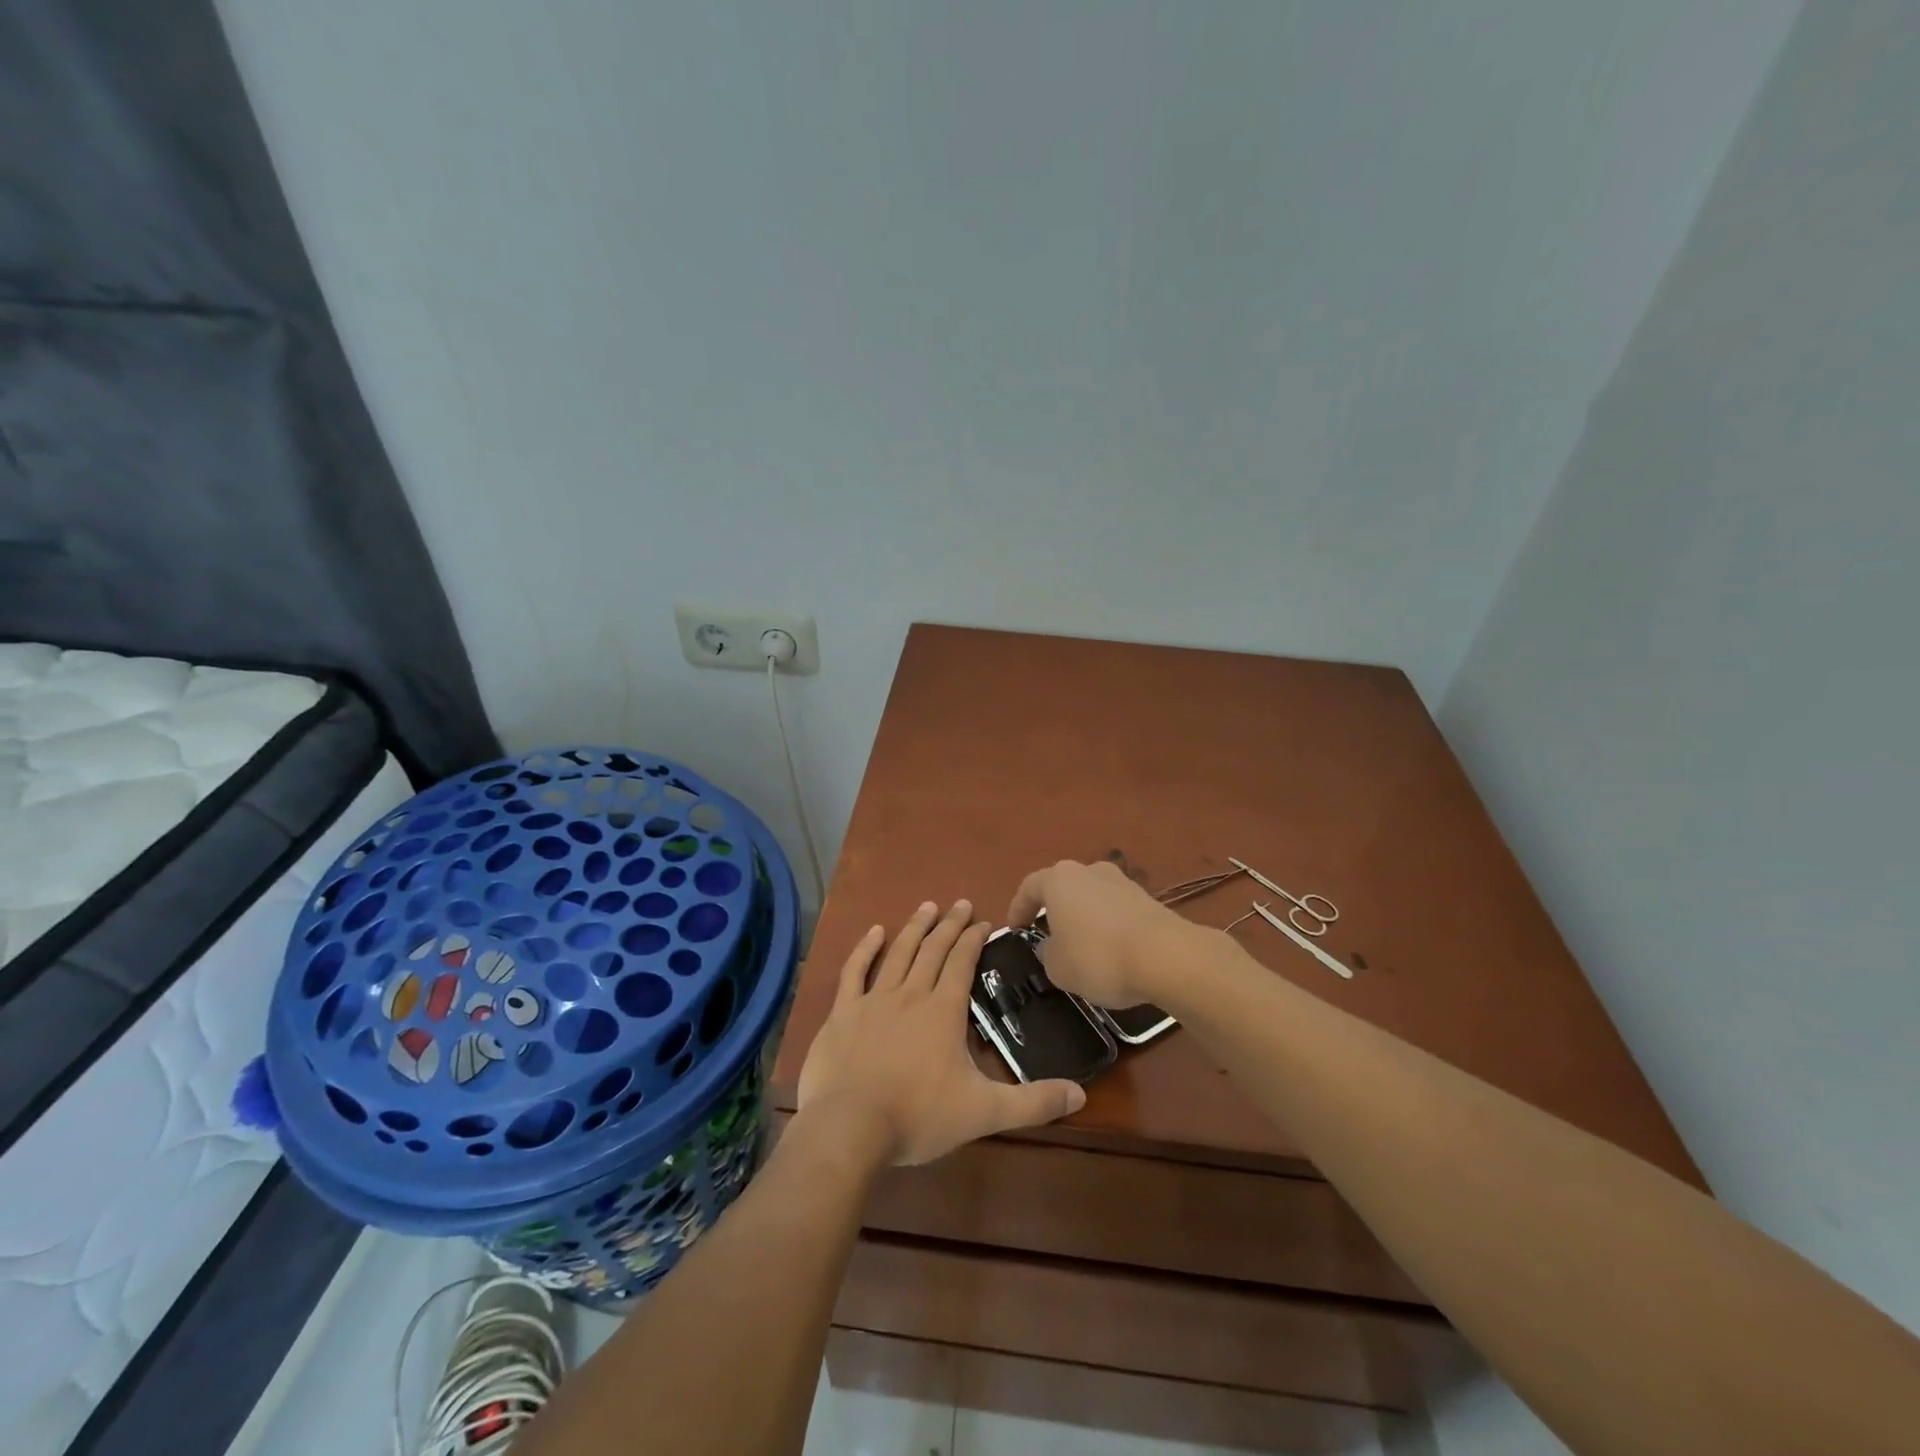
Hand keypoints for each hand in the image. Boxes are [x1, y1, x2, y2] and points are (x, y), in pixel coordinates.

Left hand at [797, 900, 1086, 1165]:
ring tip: (927, 907)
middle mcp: (911, 994)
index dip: (974, 939)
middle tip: (961, 903)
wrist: (850, 1127)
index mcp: (943, 1010)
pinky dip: (865, 949)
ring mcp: (873, 1000)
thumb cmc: (919, 1116)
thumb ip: (1033, 1103)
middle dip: (949, 925)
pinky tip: (874, 932)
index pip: (963, 963)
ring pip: (898, 953)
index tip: (984, 922)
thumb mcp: (984, 1112)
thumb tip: (1080, 1094)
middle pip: (933, 950)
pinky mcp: (843, 1012)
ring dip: (915, 928)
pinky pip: (855, 971)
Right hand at [1007, 859, 1209, 1007]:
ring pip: (1091, 898)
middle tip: (1047, 935)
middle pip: (1063, 888)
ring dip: (1082, 918)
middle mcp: (1089, 871)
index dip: (1018, 908)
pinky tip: (1111, 951)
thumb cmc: (1098, 957)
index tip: (1014, 929)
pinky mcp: (1147, 899)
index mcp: (1060, 879)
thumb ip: (1047, 953)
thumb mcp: (1058, 967)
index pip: (1030, 887)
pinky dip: (1107, 926)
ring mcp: (1122, 882)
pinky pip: (1115, 910)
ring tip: (1081, 947)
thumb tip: (1051, 945)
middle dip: (1053, 911)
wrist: (1166, 956)